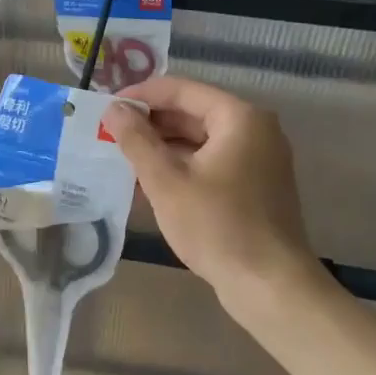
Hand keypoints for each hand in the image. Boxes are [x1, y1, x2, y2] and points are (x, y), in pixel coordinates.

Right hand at [103, 78, 317, 304]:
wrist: (269, 284)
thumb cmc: (217, 226)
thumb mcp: (166, 181)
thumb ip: (137, 140)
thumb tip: (113, 109)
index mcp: (239, 117)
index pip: (182, 90)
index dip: (141, 95)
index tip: (106, 106)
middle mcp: (255, 129)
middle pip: (194, 112)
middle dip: (151, 122)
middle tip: (109, 132)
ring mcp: (259, 158)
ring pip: (202, 139)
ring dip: (163, 145)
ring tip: (122, 154)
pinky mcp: (256, 185)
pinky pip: (212, 161)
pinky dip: (183, 165)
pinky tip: (150, 180)